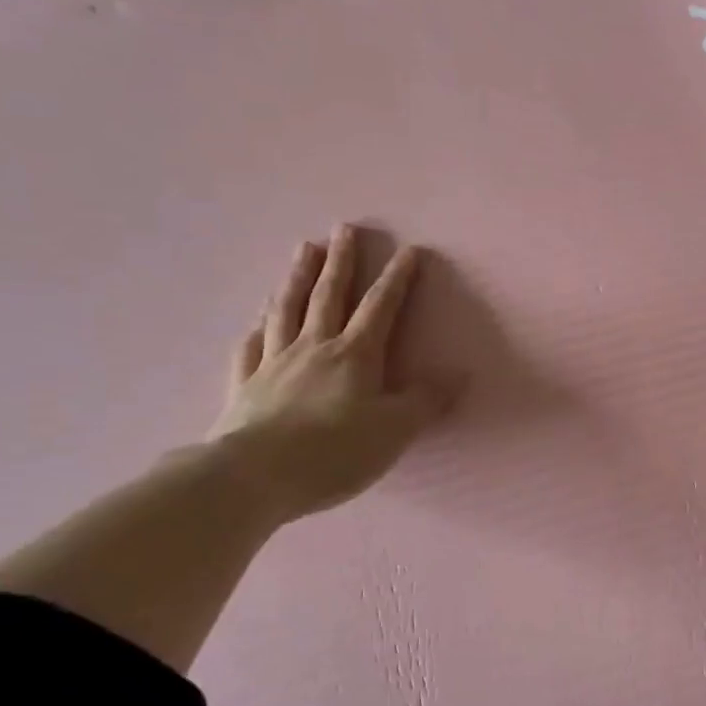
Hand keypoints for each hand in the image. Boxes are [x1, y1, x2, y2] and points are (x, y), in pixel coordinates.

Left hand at [209, 224, 451, 524]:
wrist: (254, 477)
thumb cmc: (335, 452)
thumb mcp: (395, 430)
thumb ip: (427, 401)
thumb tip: (459, 375)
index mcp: (355, 355)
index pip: (380, 307)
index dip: (398, 279)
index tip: (409, 251)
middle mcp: (314, 348)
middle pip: (328, 295)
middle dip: (341, 261)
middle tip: (344, 228)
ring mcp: (274, 363)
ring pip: (286, 309)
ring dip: (297, 277)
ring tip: (303, 249)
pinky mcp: (245, 386)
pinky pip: (250, 348)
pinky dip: (256, 329)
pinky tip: (256, 322)